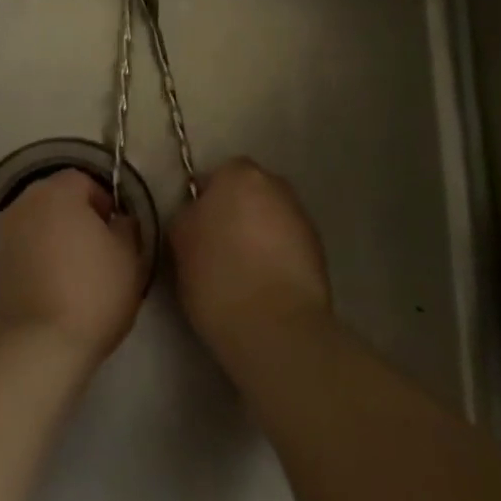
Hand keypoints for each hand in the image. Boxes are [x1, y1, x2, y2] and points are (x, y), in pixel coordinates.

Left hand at [0, 169, 143, 361]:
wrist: (35, 346)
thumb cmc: (91, 293)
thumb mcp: (129, 258)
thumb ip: (127, 228)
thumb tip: (118, 221)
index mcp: (56, 192)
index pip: (82, 180)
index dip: (103, 202)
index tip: (115, 231)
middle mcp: (23, 204)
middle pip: (55, 200)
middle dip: (76, 219)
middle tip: (98, 251)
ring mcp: (1, 235)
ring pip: (36, 226)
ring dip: (53, 240)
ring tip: (74, 275)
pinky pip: (21, 252)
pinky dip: (36, 262)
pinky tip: (51, 291)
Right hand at [170, 157, 330, 357]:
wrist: (276, 326)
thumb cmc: (217, 276)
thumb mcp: (180, 240)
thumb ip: (189, 215)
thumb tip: (199, 214)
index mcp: (238, 173)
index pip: (216, 176)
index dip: (205, 202)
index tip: (197, 231)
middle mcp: (276, 184)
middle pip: (249, 193)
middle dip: (236, 213)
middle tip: (218, 249)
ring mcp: (302, 217)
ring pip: (270, 218)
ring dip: (259, 235)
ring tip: (243, 273)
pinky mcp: (320, 250)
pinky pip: (289, 245)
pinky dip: (278, 257)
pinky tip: (265, 286)